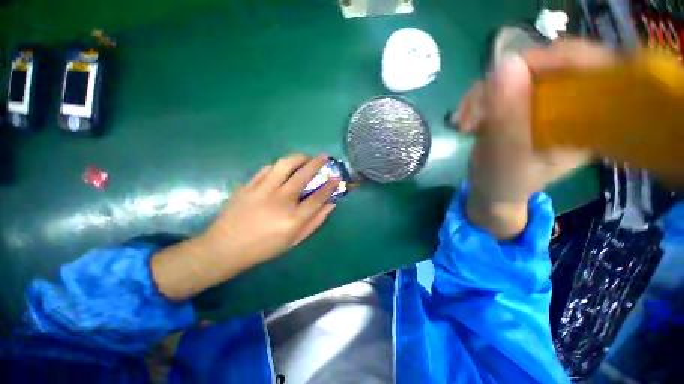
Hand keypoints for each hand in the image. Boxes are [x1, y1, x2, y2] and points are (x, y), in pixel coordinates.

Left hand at [151, 155, 338, 299]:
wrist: (225, 247)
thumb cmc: (265, 247)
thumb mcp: (295, 240)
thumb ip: (315, 222)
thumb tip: (331, 205)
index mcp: (293, 219)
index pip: (318, 197)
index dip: (330, 186)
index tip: (337, 178)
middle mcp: (280, 201)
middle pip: (303, 175)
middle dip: (317, 163)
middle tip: (323, 158)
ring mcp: (263, 191)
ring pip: (285, 165)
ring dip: (299, 158)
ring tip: (305, 158)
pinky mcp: (249, 186)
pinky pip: (268, 169)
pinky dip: (280, 166)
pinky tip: (284, 169)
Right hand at [454, 40, 614, 238]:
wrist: (491, 192)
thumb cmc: (505, 184)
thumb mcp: (506, 157)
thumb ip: (507, 117)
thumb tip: (506, 63)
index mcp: (588, 121)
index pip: (593, 67)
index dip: (558, 57)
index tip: (513, 69)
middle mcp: (570, 104)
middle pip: (548, 65)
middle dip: (505, 82)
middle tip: (475, 109)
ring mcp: (542, 102)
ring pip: (517, 74)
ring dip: (482, 95)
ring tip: (465, 123)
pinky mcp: (519, 104)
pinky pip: (499, 86)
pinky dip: (477, 100)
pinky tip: (465, 120)